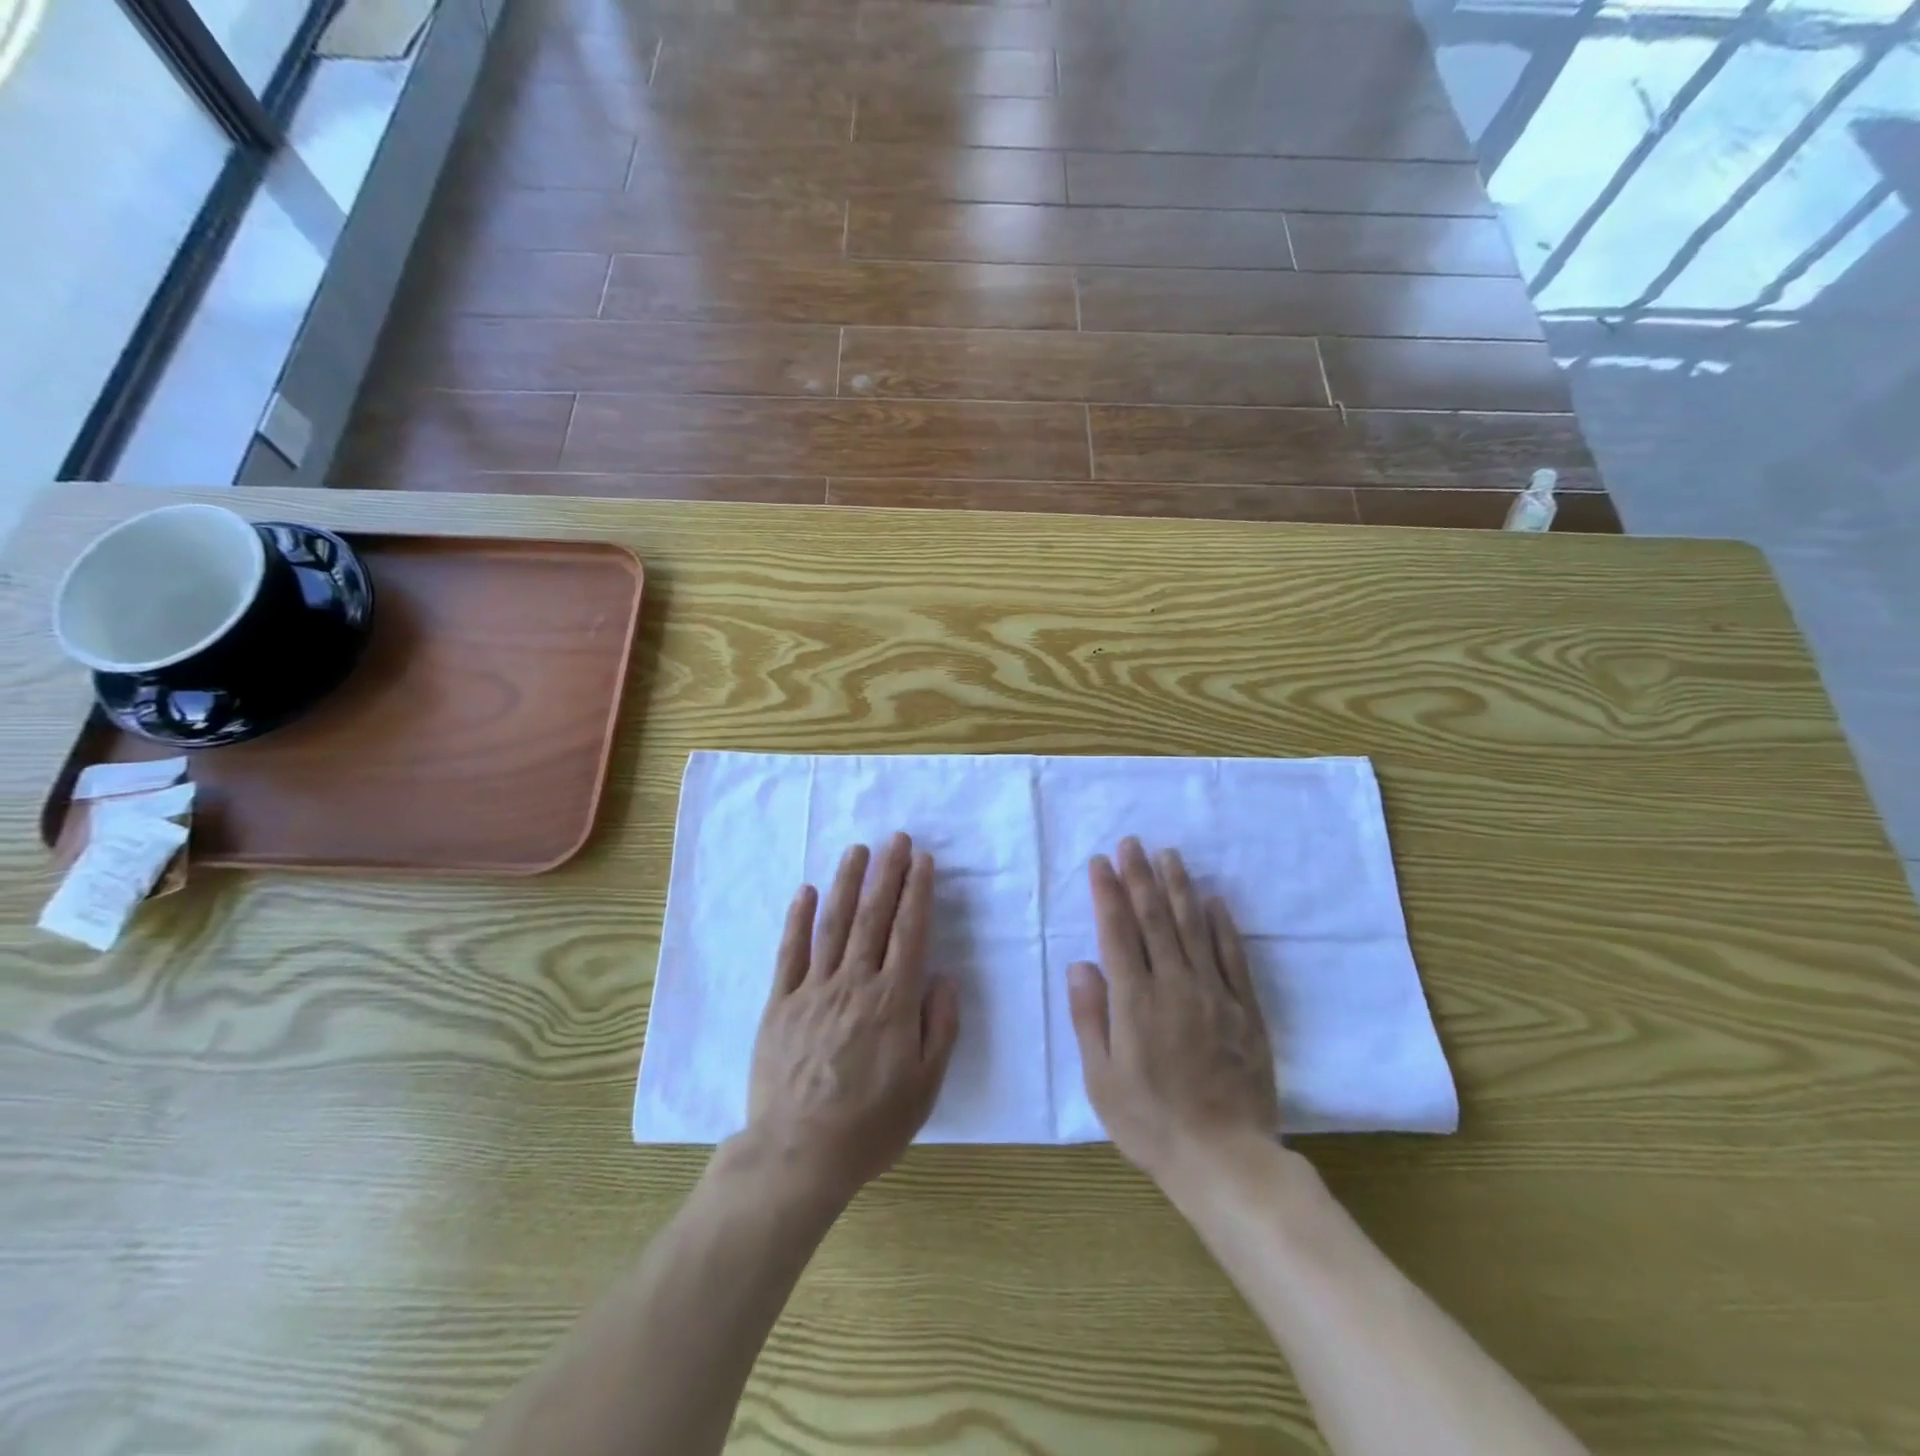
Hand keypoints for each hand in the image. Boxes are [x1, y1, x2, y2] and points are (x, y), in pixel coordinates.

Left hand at [743, 832, 960, 1205]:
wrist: (797, 1155)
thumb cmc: (870, 1125)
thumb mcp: (925, 1086)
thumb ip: (940, 1027)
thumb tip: (944, 976)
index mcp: (892, 1001)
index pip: (909, 933)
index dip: (917, 892)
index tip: (923, 860)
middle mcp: (854, 983)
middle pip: (873, 917)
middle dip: (887, 873)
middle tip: (897, 838)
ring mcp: (813, 990)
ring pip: (833, 924)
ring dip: (847, 883)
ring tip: (858, 850)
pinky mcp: (780, 1003)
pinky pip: (790, 952)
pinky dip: (798, 919)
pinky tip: (806, 891)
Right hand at [1066, 838, 1280, 1189]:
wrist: (1226, 1160)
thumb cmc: (1151, 1123)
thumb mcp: (1101, 1079)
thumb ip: (1089, 1017)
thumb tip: (1081, 964)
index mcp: (1134, 1001)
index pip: (1117, 932)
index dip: (1107, 893)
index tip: (1101, 862)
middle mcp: (1174, 985)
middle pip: (1154, 919)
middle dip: (1140, 877)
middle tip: (1132, 843)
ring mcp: (1215, 995)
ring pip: (1194, 928)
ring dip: (1179, 888)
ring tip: (1169, 855)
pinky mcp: (1246, 1010)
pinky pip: (1233, 957)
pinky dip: (1222, 925)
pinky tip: (1214, 901)